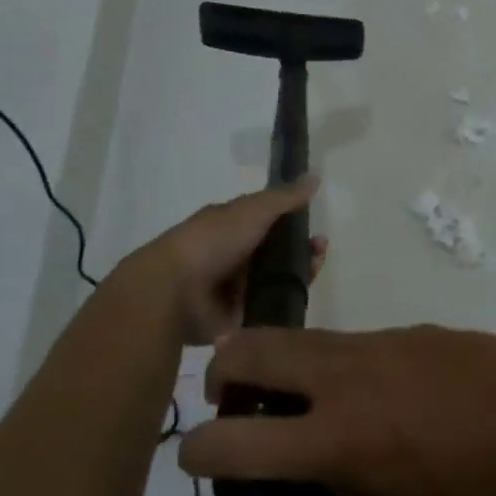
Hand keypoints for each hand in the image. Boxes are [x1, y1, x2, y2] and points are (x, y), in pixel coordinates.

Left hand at [115, 176, 326, 345]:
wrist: (175, 291)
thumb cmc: (213, 241)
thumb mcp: (253, 209)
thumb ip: (285, 197)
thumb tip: (315, 176)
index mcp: (231, 227)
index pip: (269, 221)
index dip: (294, 221)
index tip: (314, 225)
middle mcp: (233, 256)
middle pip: (277, 253)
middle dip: (302, 249)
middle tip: (320, 250)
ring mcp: (235, 289)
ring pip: (277, 280)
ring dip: (299, 273)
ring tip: (315, 268)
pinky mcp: (238, 319)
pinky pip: (270, 309)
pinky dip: (286, 302)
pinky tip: (301, 295)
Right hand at [178, 325, 495, 495]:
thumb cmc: (472, 493)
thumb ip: (340, 474)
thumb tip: (317, 453)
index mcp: (336, 437)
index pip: (236, 439)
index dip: (198, 447)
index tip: (191, 450)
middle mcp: (347, 376)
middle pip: (257, 348)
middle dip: (225, 365)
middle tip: (228, 389)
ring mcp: (382, 340)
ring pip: (310, 340)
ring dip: (289, 362)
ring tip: (302, 392)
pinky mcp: (414, 327)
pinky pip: (362, 343)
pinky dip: (349, 365)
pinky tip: (385, 390)